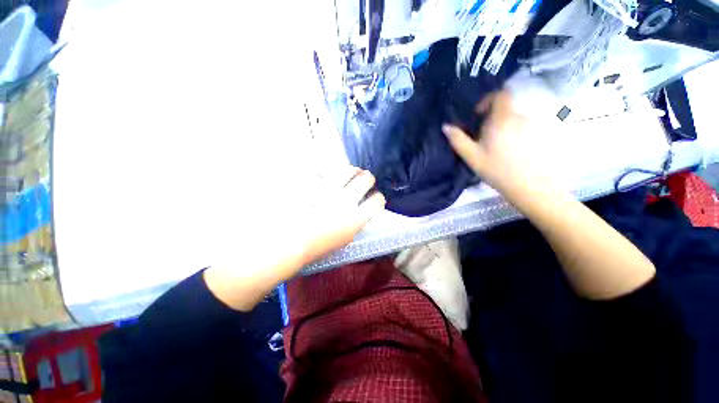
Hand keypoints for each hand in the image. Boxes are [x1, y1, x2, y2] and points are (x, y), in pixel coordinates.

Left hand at [204, 166, 384, 310]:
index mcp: (355, 220)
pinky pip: (326, 171)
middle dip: (368, 179)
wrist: (287, 243)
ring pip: (349, 170)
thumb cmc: (316, 247)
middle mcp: (346, 201)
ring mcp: (330, 190)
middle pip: (367, 179)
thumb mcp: (343, 239)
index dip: (378, 198)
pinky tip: (328, 174)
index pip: (378, 201)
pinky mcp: (315, 185)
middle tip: (364, 180)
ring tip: (351, 172)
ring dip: (353, 171)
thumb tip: (361, 211)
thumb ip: (355, 223)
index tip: (375, 199)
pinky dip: (329, 171)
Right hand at [442, 90, 544, 194]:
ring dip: (503, 128)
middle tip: (483, 138)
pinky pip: (524, 128)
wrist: (530, 186)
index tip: (478, 115)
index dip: (488, 100)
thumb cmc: (497, 170)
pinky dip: (514, 134)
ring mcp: (533, 126)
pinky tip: (511, 152)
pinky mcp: (540, 136)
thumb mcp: (472, 156)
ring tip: (497, 148)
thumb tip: (445, 126)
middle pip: (505, 109)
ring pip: (514, 120)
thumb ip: (458, 139)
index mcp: (502, 119)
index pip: (501, 95)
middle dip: (493, 119)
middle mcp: (520, 117)